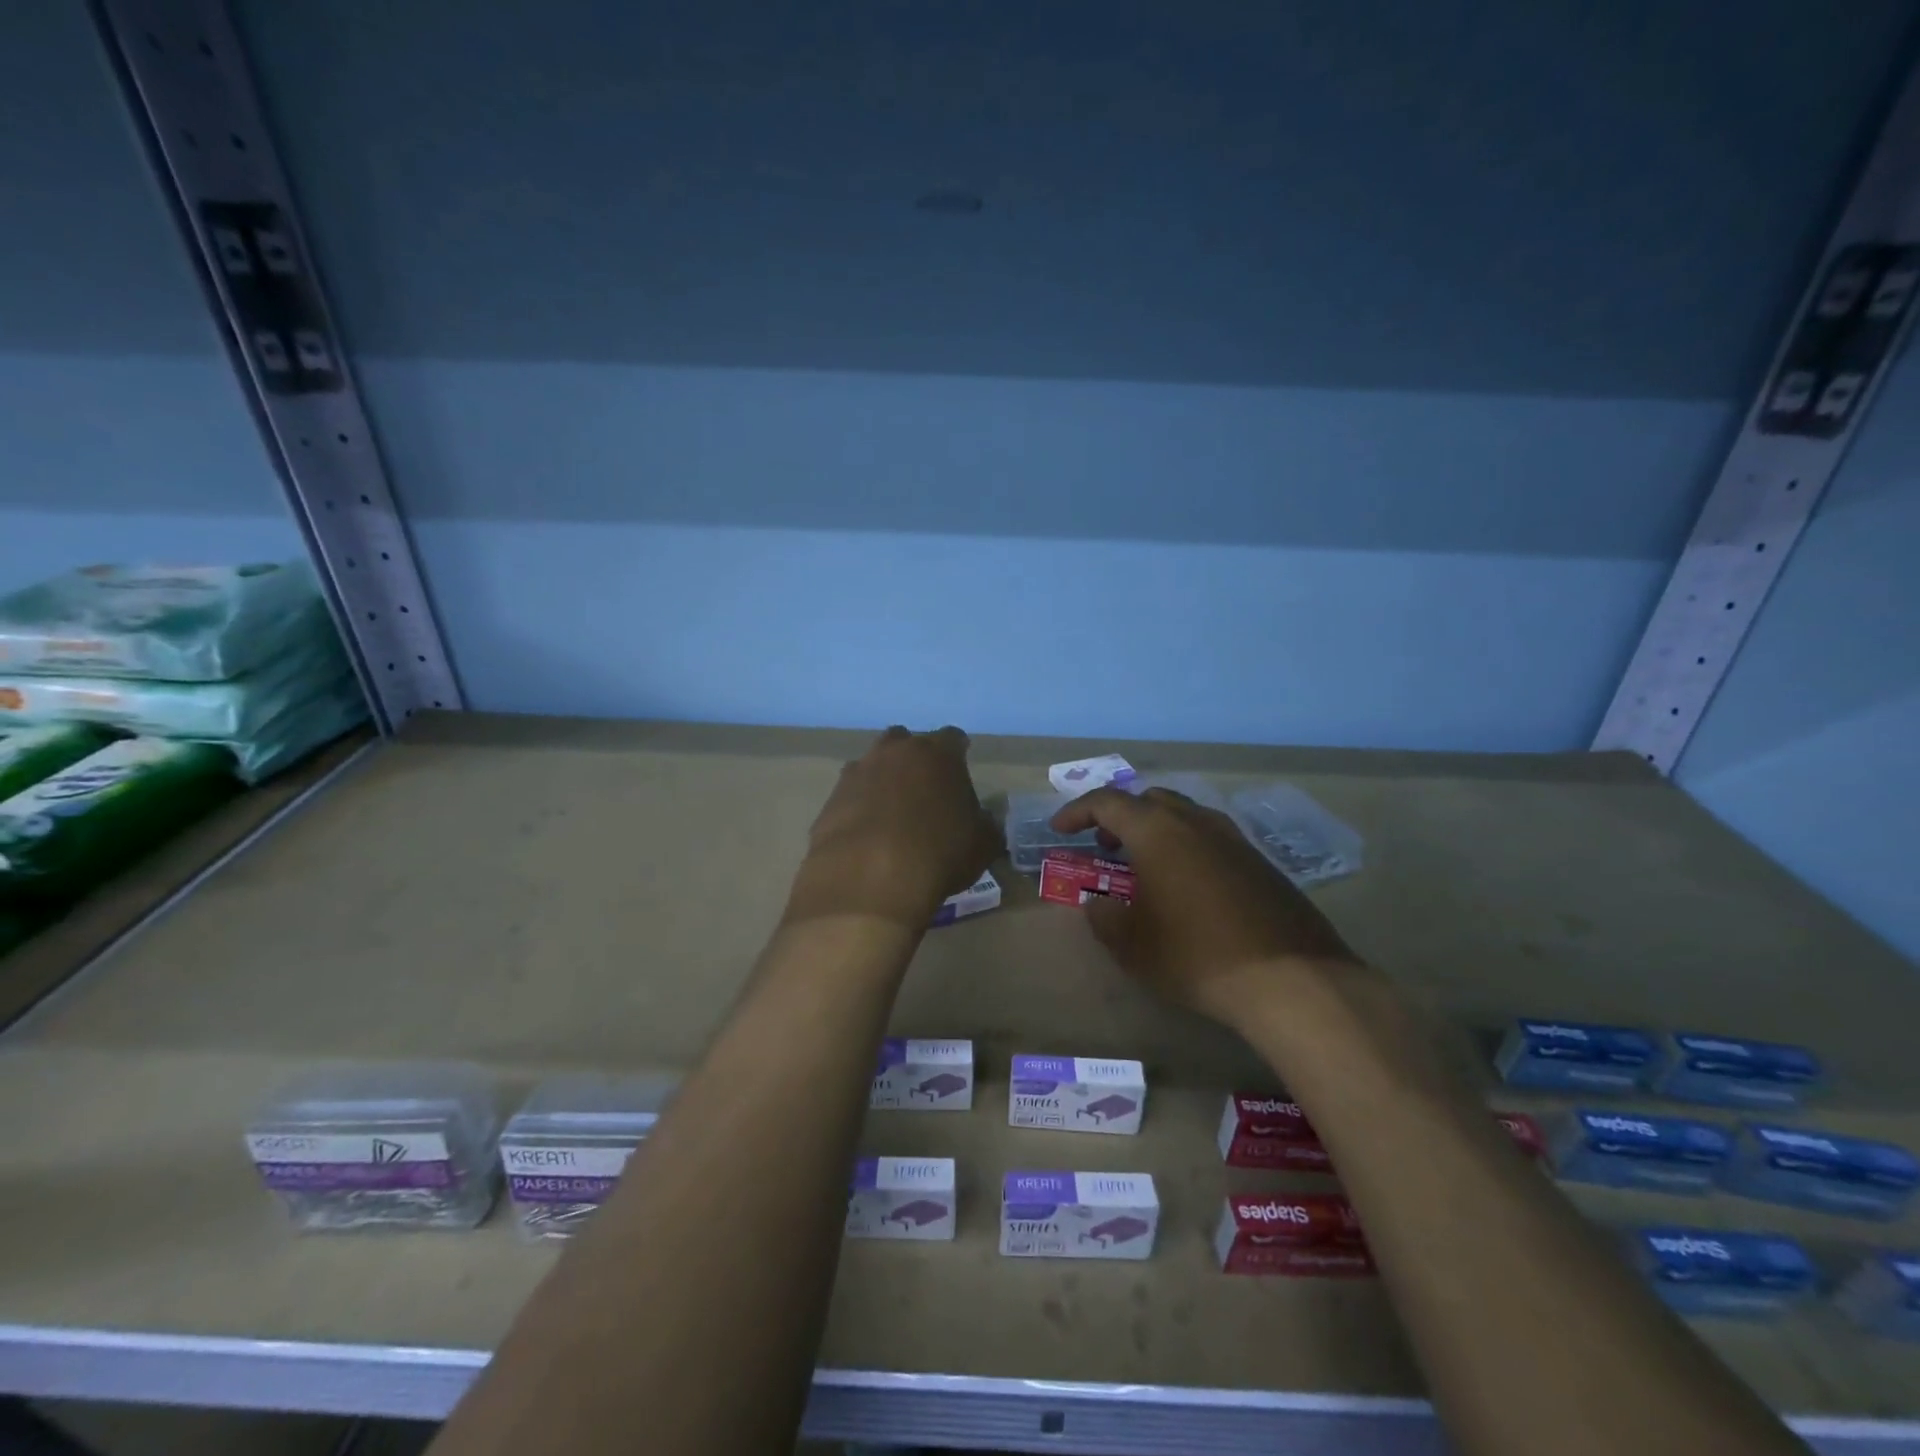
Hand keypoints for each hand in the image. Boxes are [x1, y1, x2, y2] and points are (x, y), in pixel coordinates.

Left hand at [784, 726, 999, 929]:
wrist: (869, 878)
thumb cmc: (938, 853)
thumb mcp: (982, 845)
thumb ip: (985, 825)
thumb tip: (982, 821)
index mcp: (938, 753)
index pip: (953, 738)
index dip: (958, 755)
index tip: (960, 774)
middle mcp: (895, 752)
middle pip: (905, 741)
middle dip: (914, 759)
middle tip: (923, 789)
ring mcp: (857, 772)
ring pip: (872, 765)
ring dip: (882, 781)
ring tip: (891, 814)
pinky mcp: (831, 799)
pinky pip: (850, 795)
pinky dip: (858, 807)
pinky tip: (866, 834)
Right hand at [1049, 787, 1359, 1026]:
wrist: (1290, 980)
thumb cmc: (1196, 956)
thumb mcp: (1131, 945)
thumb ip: (1103, 918)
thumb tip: (1098, 904)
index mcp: (1157, 831)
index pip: (1107, 803)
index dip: (1077, 812)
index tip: (1060, 830)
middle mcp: (1196, 822)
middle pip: (1149, 800)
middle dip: (1119, 817)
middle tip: (1104, 846)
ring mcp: (1234, 839)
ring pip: (1185, 816)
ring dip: (1156, 830)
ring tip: (1144, 865)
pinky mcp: (1261, 863)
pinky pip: (1211, 838)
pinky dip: (1187, 848)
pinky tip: (1188, 887)